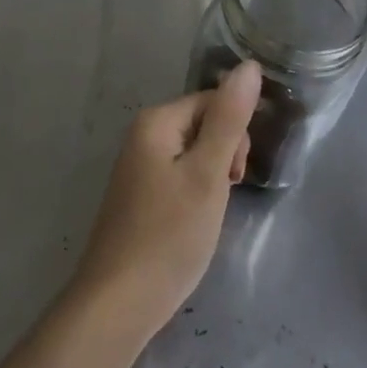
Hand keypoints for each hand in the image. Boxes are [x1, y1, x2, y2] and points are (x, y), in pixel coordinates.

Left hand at [69, 63, 261, 342]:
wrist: (119, 302)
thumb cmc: (169, 235)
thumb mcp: (208, 175)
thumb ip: (229, 119)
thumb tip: (248, 65)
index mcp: (156, 120)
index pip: (212, 102)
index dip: (234, 135)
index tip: (235, 176)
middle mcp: (142, 134)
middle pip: (203, 125)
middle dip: (223, 157)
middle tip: (221, 198)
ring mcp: (138, 166)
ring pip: (193, 155)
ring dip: (211, 180)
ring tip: (207, 217)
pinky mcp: (139, 195)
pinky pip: (179, 177)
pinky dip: (195, 196)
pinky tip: (192, 226)